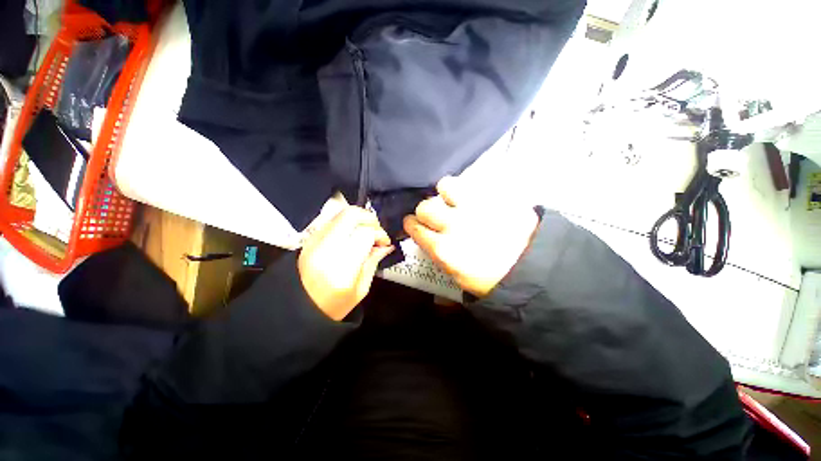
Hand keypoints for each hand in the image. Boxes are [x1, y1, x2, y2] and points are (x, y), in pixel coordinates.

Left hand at [298, 206, 393, 319]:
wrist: (297, 308)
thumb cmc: (333, 305)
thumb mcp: (361, 289)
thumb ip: (373, 262)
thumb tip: (386, 245)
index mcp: (341, 268)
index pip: (365, 234)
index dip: (380, 234)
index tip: (384, 242)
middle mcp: (325, 249)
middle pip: (351, 215)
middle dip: (370, 219)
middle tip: (377, 231)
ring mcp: (314, 241)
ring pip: (340, 213)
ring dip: (359, 219)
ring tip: (366, 233)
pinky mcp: (310, 238)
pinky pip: (332, 220)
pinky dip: (347, 223)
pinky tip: (353, 235)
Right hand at [403, 177, 538, 297]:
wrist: (534, 267)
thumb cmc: (494, 279)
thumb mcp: (461, 280)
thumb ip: (441, 262)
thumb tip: (432, 250)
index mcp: (443, 249)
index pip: (415, 228)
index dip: (412, 224)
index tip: (414, 223)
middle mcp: (452, 224)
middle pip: (425, 206)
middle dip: (426, 210)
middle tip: (435, 215)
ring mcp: (473, 207)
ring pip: (446, 186)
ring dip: (445, 193)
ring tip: (453, 200)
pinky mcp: (492, 196)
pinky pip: (472, 183)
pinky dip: (467, 189)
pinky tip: (472, 198)